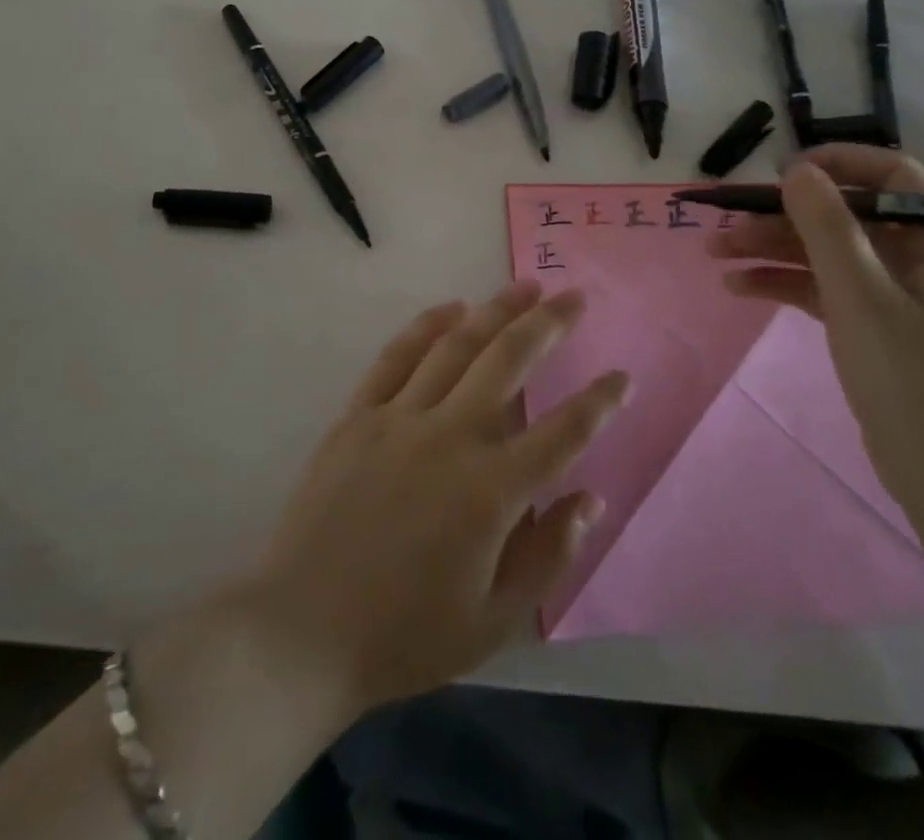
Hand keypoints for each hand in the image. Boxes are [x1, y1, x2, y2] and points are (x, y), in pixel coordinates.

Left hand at [239, 282, 628, 716]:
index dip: (600, 402)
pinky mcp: (358, 415)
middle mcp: (450, 437)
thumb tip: (589, 499)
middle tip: (574, 297)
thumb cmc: (404, 635)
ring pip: (457, 346)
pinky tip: (452, 307)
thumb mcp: (494, 621)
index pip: (563, 433)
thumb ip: (548, 556)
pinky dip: (427, 325)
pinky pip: (397, 356)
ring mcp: (399, 418)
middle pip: (509, 362)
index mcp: (490, 491)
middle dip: (548, 324)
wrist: (300, 631)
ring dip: (496, 311)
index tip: (623, 376)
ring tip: (525, 287)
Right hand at [707, 145, 923, 528]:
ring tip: (716, 255)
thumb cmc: (912, 380)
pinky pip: (827, 289)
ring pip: (829, 254)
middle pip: (846, 219)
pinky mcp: (877, 326)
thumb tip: (796, 169)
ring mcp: (900, 295)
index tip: (781, 172)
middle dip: (784, 218)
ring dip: (774, 251)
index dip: (836, 165)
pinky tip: (740, 287)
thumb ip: (825, 226)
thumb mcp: (860, 296)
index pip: (891, 176)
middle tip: (727, 223)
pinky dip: (787, 284)